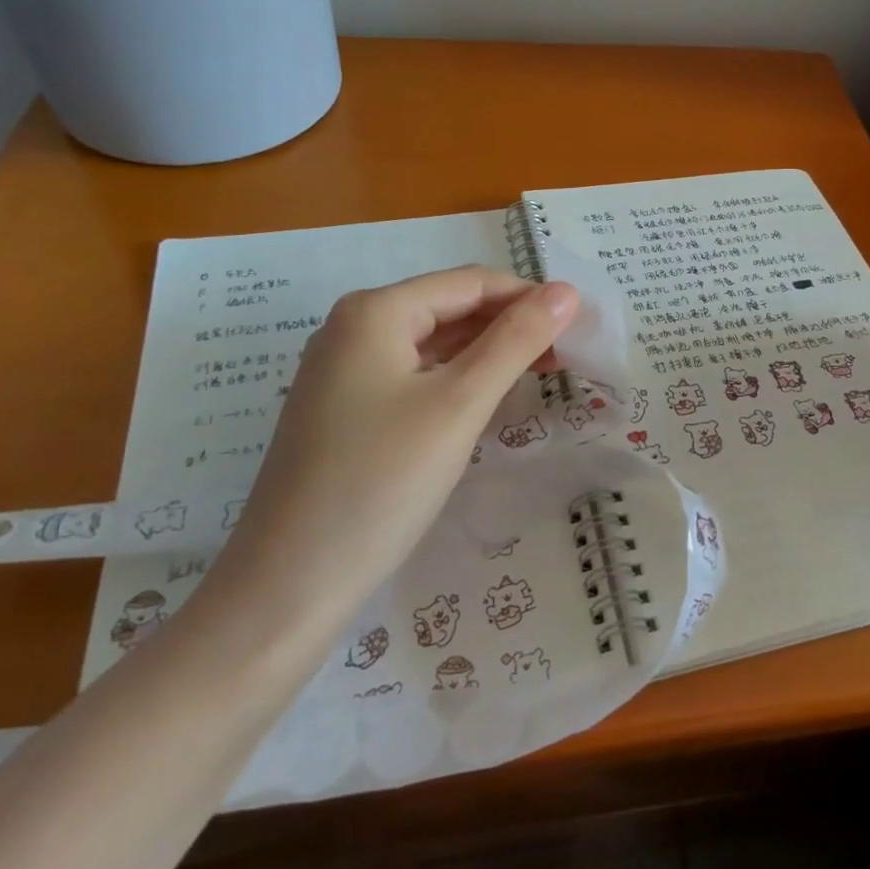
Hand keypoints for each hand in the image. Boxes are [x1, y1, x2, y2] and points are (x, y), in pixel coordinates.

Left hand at [207, 267, 579, 632]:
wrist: (288, 586)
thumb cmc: (381, 482)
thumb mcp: (460, 403)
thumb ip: (516, 340)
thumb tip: (566, 291)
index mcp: (375, 312)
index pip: (471, 283)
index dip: (529, 297)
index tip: (581, 325)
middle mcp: (353, 329)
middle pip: (450, 309)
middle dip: (511, 326)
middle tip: (568, 357)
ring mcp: (343, 372)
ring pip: (434, 345)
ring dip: (489, 354)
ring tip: (542, 376)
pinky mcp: (344, 411)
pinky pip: (414, 377)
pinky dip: (458, 381)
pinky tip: (488, 402)